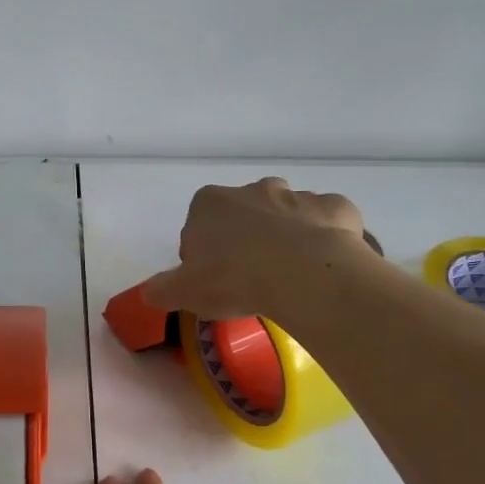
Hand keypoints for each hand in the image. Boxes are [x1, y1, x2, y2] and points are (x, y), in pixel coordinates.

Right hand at [140, 177, 367, 321]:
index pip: (199, 225)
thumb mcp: (184, 292)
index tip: (213, 279)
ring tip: (290, 274)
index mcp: (210, 204)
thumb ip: (162, 289)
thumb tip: (149, 293)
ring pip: (288, 213)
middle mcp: (253, 190)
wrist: (302, 275)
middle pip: (245, 213)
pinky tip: (324, 265)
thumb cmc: (234, 279)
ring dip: (287, 235)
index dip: (205, 252)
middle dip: (247, 237)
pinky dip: (326, 238)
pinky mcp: (335, 207)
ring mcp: (297, 195)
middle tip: (251, 276)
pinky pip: (327, 221)